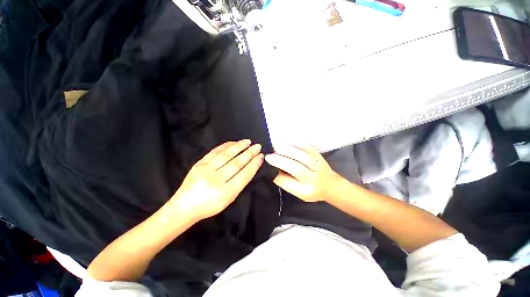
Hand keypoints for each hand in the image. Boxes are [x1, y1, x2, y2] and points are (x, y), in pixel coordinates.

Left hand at [170, 140, 263, 220]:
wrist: (184, 206)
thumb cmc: (210, 206)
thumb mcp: (229, 199)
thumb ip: (239, 184)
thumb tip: (250, 167)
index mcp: (226, 193)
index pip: (244, 175)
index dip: (254, 164)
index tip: (261, 156)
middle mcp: (216, 180)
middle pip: (236, 163)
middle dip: (249, 153)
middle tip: (258, 146)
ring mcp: (206, 170)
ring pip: (226, 155)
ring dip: (239, 146)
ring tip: (248, 141)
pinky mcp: (199, 164)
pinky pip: (215, 152)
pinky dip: (226, 146)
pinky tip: (234, 143)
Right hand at [265, 144, 342, 201]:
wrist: (331, 186)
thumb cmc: (312, 190)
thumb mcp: (298, 193)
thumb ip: (286, 182)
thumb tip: (273, 170)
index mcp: (305, 191)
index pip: (288, 182)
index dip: (276, 173)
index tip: (267, 164)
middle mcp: (313, 179)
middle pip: (296, 168)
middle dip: (281, 160)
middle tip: (269, 154)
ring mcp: (318, 166)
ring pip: (303, 156)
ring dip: (288, 150)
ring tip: (276, 146)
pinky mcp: (320, 157)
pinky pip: (309, 149)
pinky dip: (298, 144)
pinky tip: (288, 141)